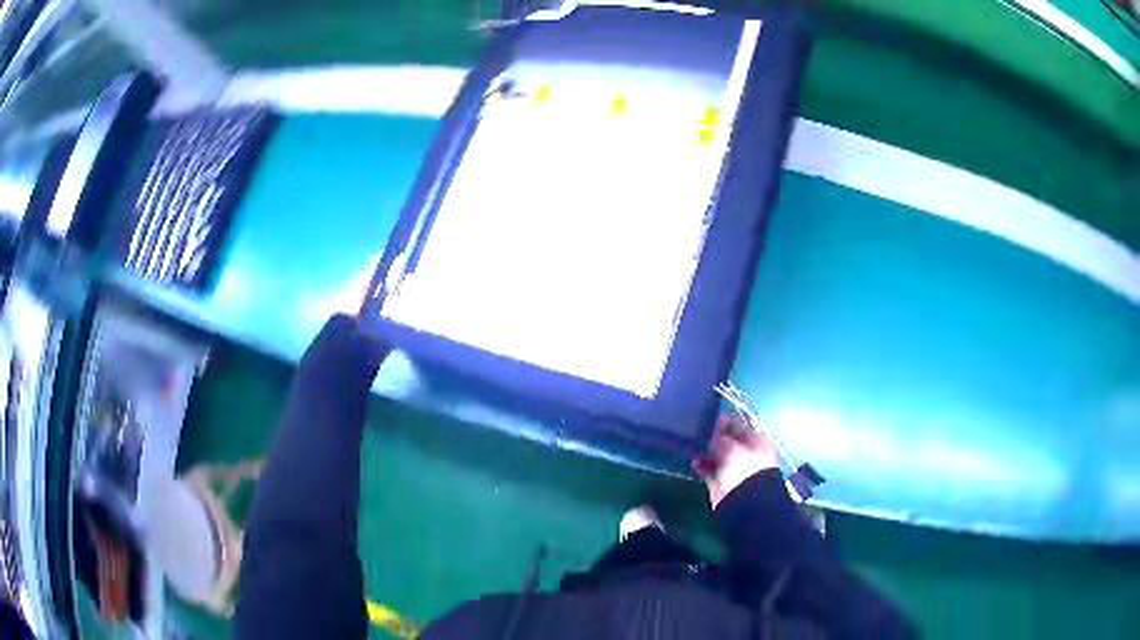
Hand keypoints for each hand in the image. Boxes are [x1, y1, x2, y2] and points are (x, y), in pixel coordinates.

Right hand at [693, 414, 778, 508]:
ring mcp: (734, 468)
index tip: (703, 419)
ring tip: (692, 449)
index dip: (720, 422)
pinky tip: (694, 463)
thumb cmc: (744, 469)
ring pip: (715, 455)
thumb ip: (717, 438)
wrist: (744, 503)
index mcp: (756, 441)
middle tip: (694, 434)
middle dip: (710, 438)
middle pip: (725, 441)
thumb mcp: (731, 448)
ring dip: (703, 452)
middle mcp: (746, 453)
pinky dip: (701, 466)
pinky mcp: (722, 482)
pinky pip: (709, 470)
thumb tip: (707, 433)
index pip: (736, 426)